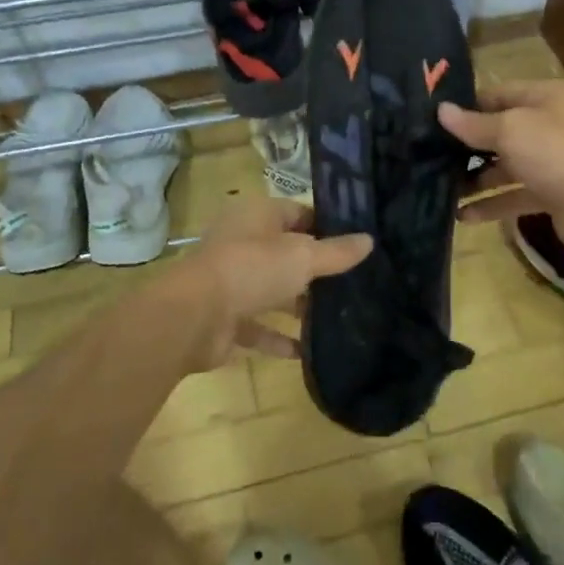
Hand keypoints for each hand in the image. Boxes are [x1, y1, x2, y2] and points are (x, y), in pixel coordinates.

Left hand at [178, 198, 371, 363]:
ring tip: (340, 317)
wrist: (194, 317)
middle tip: (355, 282)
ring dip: (299, 305)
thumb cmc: (251, 269)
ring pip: (272, 290)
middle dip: (315, 270)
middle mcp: (242, 244)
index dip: (326, 226)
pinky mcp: (225, 318)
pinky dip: (279, 338)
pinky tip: (308, 351)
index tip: (357, 243)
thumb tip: (369, 240)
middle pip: (285, 253)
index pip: (298, 213)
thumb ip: (336, 252)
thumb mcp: (302, 256)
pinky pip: (258, 326)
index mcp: (257, 216)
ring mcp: (231, 282)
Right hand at [439, 78, 563, 260]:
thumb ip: (473, 124)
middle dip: (466, 146)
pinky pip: (513, 196)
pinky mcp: (549, 194)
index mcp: (544, 98)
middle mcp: (548, 125)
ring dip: (475, 178)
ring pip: (504, 167)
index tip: (432, 120)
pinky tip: (462, 215)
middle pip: (499, 132)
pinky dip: (490, 204)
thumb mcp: (509, 130)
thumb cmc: (554, 154)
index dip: (466, 106)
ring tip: (440, 188)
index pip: (497, 95)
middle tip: (428, 156)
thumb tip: (441, 111)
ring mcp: (550, 162)